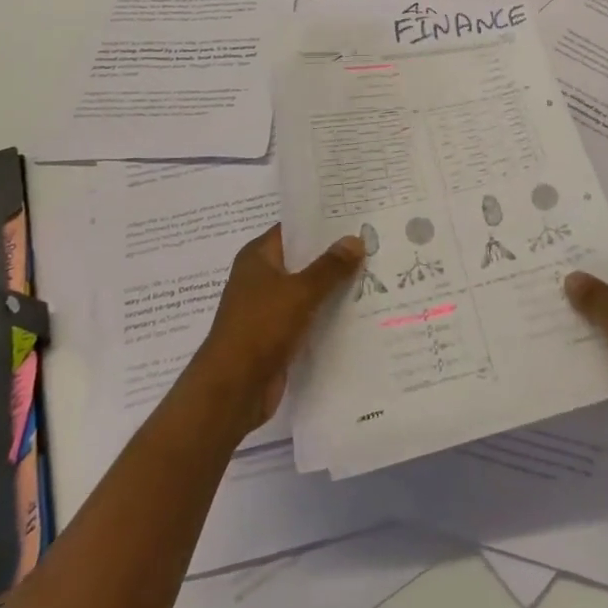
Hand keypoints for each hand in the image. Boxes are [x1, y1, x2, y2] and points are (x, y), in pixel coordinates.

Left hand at [187, 226, 364, 439]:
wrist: (232, 390)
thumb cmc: (260, 328)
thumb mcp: (299, 292)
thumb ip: (329, 267)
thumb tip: (354, 239)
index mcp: (257, 258)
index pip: (293, 230)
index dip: (322, 223)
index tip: (355, 217)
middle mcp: (261, 278)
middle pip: (303, 260)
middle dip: (334, 256)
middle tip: (373, 244)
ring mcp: (268, 309)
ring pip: (307, 291)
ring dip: (334, 288)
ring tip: (375, 275)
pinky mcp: (277, 336)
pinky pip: (308, 318)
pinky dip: (327, 315)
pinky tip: (359, 312)